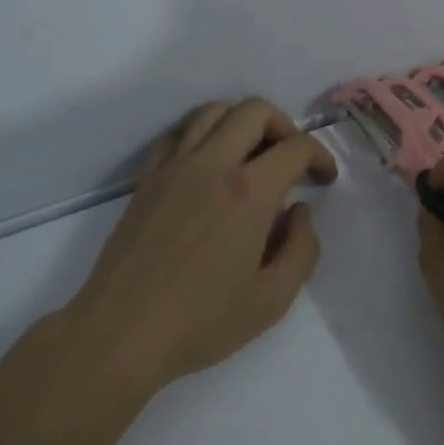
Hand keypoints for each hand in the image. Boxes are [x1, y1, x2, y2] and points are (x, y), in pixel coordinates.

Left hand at [58, 98, 336, 399]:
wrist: (119, 334)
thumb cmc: (201, 322)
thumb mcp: (272, 300)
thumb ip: (302, 250)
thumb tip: (300, 212)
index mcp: (249, 191)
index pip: (296, 147)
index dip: (320, 156)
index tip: (324, 180)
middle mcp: (212, 164)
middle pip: (255, 110)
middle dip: (285, 127)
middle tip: (291, 161)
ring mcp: (174, 166)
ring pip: (215, 111)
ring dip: (243, 124)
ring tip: (252, 157)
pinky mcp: (147, 178)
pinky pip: (179, 134)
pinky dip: (203, 136)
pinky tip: (209, 167)